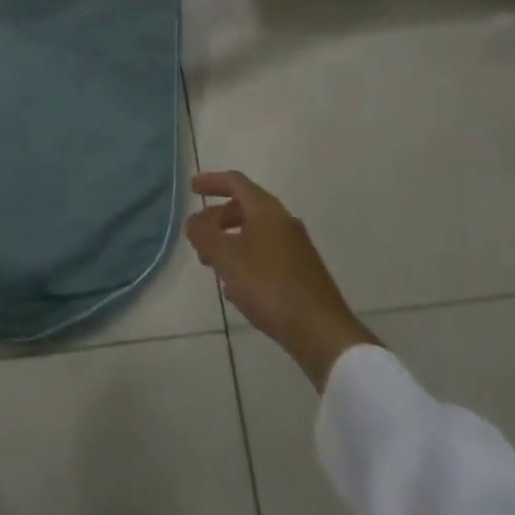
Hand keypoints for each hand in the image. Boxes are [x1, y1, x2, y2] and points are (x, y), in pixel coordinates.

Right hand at [184, 170, 378, 390]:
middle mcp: (284, 222)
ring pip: (255, 233)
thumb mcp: (227, 258)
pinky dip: (246, 260)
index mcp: (266, 210)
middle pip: (245, 207)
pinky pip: (266, 255)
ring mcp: (297, 248)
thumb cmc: (269, 286)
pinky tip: (236, 289)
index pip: (235, 182)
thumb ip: (204, 234)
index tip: (192, 188)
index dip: (211, 181)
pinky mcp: (303, 273)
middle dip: (217, 218)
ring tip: (212, 266)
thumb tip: (193, 221)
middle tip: (197, 237)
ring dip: (230, 242)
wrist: (323, 333)